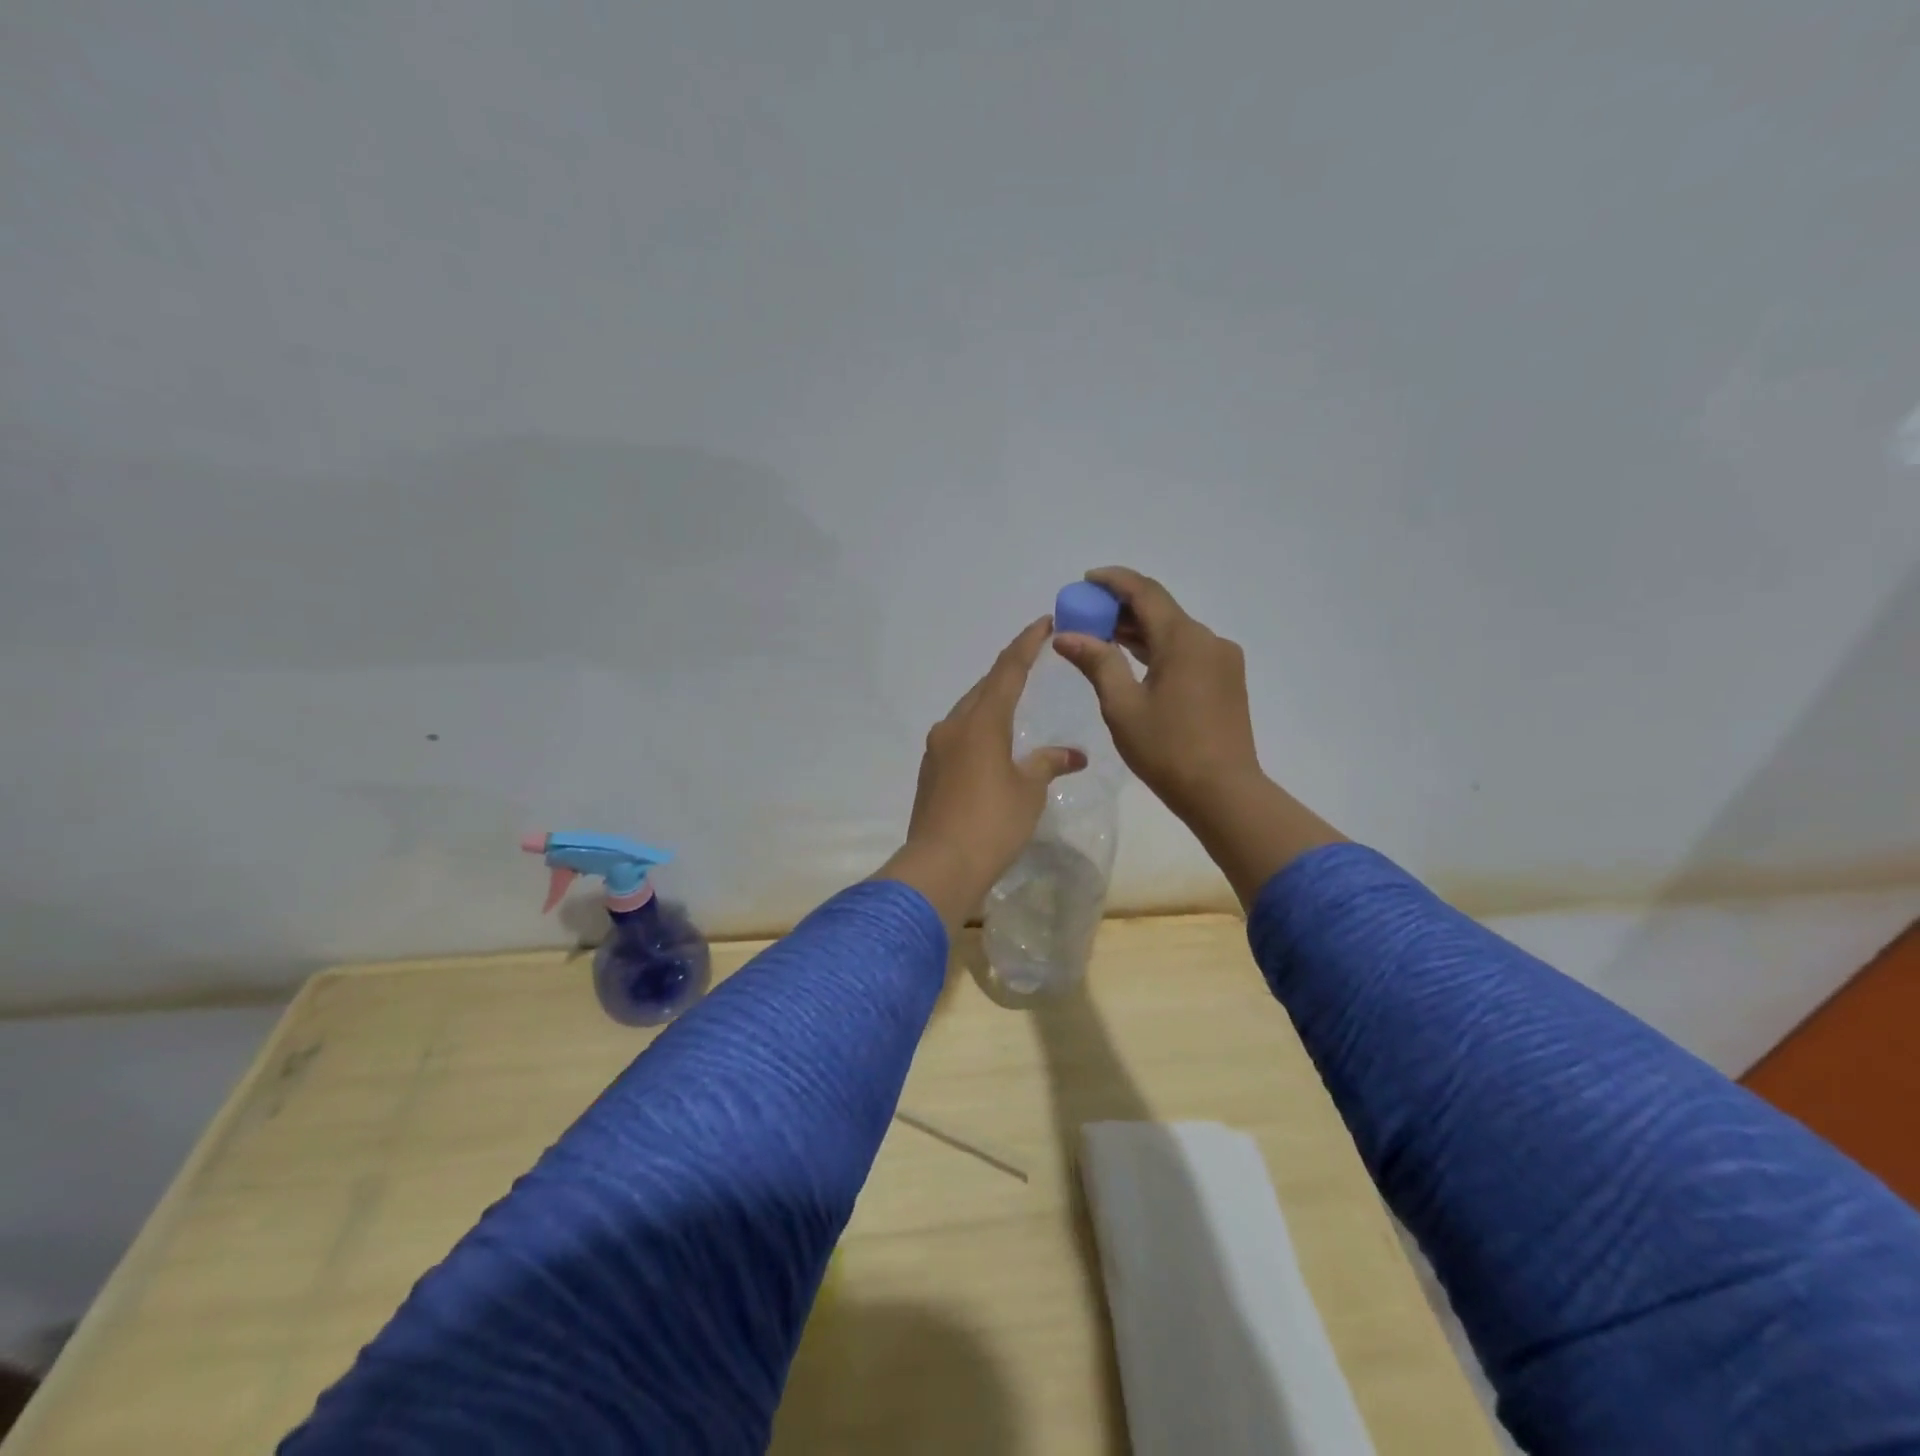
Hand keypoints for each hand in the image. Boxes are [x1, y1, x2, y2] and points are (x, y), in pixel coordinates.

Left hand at [876, 617, 1086, 931]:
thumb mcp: (1029, 791)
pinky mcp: (930, 771)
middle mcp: (954, 726)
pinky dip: (979, 728)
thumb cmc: (992, 822)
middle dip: (1009, 670)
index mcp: (982, 721)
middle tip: (1033, 658)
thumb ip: (1048, 764)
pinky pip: (958, 735)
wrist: (940, 865)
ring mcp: (937, 749)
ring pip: (968, 711)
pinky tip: (992, 743)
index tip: (1044, 623)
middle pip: (984, 687)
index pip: (1008, 670)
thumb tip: (1073, 755)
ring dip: (992, 700)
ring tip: (1015, 698)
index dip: (1027, 644)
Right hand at [1052, 568, 1261, 820]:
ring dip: (1139, 630)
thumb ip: (1097, 662)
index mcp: (1184, 639)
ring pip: (1174, 632)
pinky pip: (1187, 651)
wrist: (1223, 792)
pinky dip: (1158, 649)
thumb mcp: (1122, 706)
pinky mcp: (1227, 680)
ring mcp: (1222, 660)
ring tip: (1101, 637)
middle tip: (1085, 615)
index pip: (1145, 592)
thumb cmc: (1167, 749)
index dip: (1114, 581)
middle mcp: (1208, 639)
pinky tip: (1134, 662)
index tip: (1085, 580)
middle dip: (1121, 608)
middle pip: (1160, 610)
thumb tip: (1066, 635)